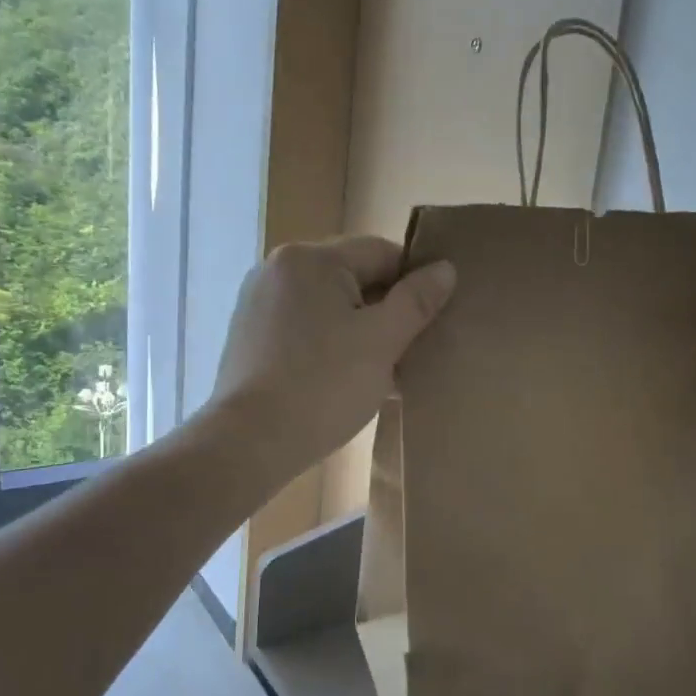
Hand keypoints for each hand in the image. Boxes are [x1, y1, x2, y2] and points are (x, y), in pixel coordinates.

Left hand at [212, 236, 455, 484]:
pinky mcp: (250, 335)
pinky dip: (330, 343)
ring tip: (382, 369)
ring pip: (329, 305)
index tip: (433, 319)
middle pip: (352, 277)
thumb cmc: (323, 386)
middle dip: (386, 309)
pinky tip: (345, 378)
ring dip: (360, 329)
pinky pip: (305, 326)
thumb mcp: (382, 341)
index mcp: (310, 259)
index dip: (414, 282)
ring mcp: (258, 302)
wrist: (249, 442)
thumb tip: (445, 269)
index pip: (381, 253)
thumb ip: (416, 300)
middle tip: (410, 350)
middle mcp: (278, 269)